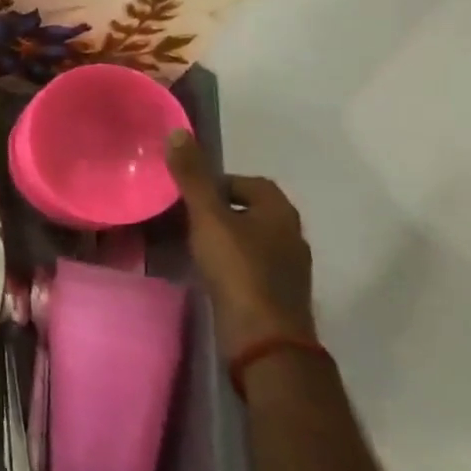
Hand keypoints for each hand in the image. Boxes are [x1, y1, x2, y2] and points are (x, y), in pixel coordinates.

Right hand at [166, 130, 314, 358]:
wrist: (265, 338)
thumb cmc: (239, 270)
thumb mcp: (208, 218)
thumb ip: (193, 178)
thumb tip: (178, 132)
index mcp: (280, 213)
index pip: (252, 183)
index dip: (221, 181)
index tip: (190, 191)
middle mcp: (291, 237)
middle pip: (253, 211)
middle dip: (221, 209)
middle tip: (185, 215)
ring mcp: (288, 269)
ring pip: (252, 240)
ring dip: (226, 237)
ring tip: (191, 242)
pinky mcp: (277, 295)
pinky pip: (251, 266)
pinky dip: (231, 263)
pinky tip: (207, 271)